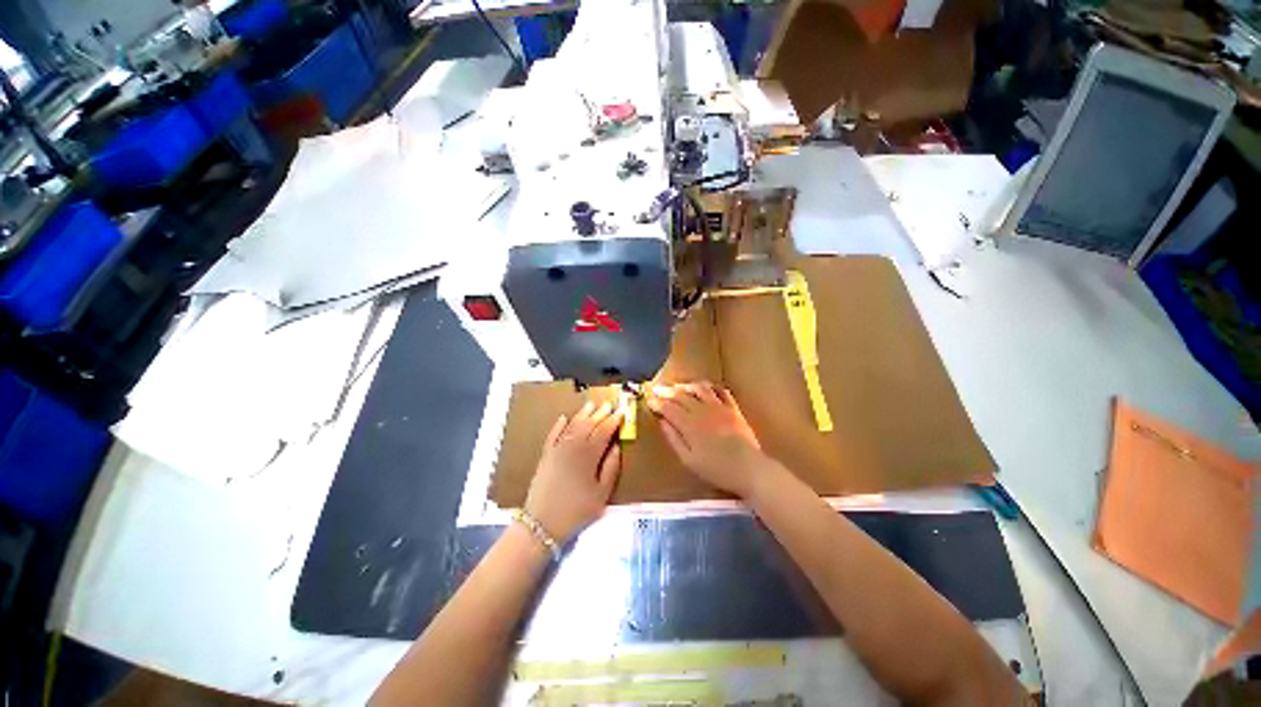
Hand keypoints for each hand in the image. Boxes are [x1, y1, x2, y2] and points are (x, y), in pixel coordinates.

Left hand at [524, 401, 622, 543]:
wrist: (541, 523)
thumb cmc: (577, 511)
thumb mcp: (601, 494)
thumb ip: (610, 468)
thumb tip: (616, 447)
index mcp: (589, 455)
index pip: (604, 432)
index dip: (613, 421)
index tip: (621, 413)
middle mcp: (573, 447)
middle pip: (589, 425)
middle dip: (600, 413)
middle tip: (609, 403)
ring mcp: (557, 449)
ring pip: (572, 426)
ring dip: (582, 414)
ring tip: (591, 404)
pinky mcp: (545, 455)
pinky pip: (553, 435)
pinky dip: (558, 425)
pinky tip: (563, 417)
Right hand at [646, 382, 765, 497]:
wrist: (749, 469)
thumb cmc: (716, 469)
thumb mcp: (689, 460)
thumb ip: (674, 439)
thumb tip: (662, 422)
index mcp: (690, 425)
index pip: (669, 408)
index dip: (657, 403)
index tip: (649, 400)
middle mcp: (703, 411)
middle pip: (682, 396)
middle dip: (667, 392)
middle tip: (657, 389)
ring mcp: (719, 407)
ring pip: (700, 389)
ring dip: (687, 385)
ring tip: (678, 386)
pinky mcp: (733, 409)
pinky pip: (721, 391)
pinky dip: (711, 387)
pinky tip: (706, 387)